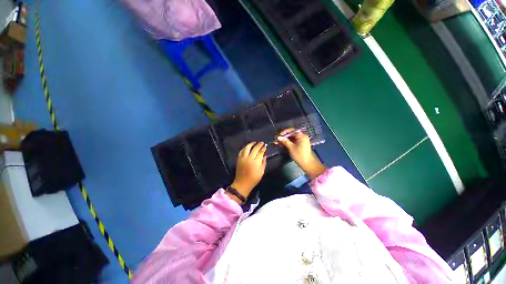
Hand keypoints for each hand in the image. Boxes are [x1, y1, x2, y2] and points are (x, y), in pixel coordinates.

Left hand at [229, 142, 266, 202]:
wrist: (242, 183)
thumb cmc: (254, 179)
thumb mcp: (262, 171)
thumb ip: (263, 162)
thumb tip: (264, 155)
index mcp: (256, 162)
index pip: (260, 152)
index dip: (263, 149)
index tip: (265, 146)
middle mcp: (249, 158)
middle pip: (254, 149)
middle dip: (259, 145)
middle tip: (261, 143)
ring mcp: (243, 158)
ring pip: (247, 148)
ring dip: (251, 144)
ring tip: (254, 142)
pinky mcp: (239, 159)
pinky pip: (241, 151)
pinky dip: (245, 148)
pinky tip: (247, 147)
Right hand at [275, 128, 325, 178]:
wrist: (307, 164)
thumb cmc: (300, 155)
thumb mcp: (291, 147)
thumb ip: (285, 141)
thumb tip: (278, 137)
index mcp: (301, 136)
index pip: (291, 131)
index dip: (284, 132)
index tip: (278, 136)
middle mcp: (301, 137)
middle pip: (290, 134)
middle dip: (283, 137)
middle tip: (276, 140)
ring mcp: (300, 141)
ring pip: (290, 139)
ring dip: (283, 140)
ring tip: (276, 143)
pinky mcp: (299, 145)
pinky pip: (292, 142)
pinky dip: (286, 143)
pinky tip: (280, 145)